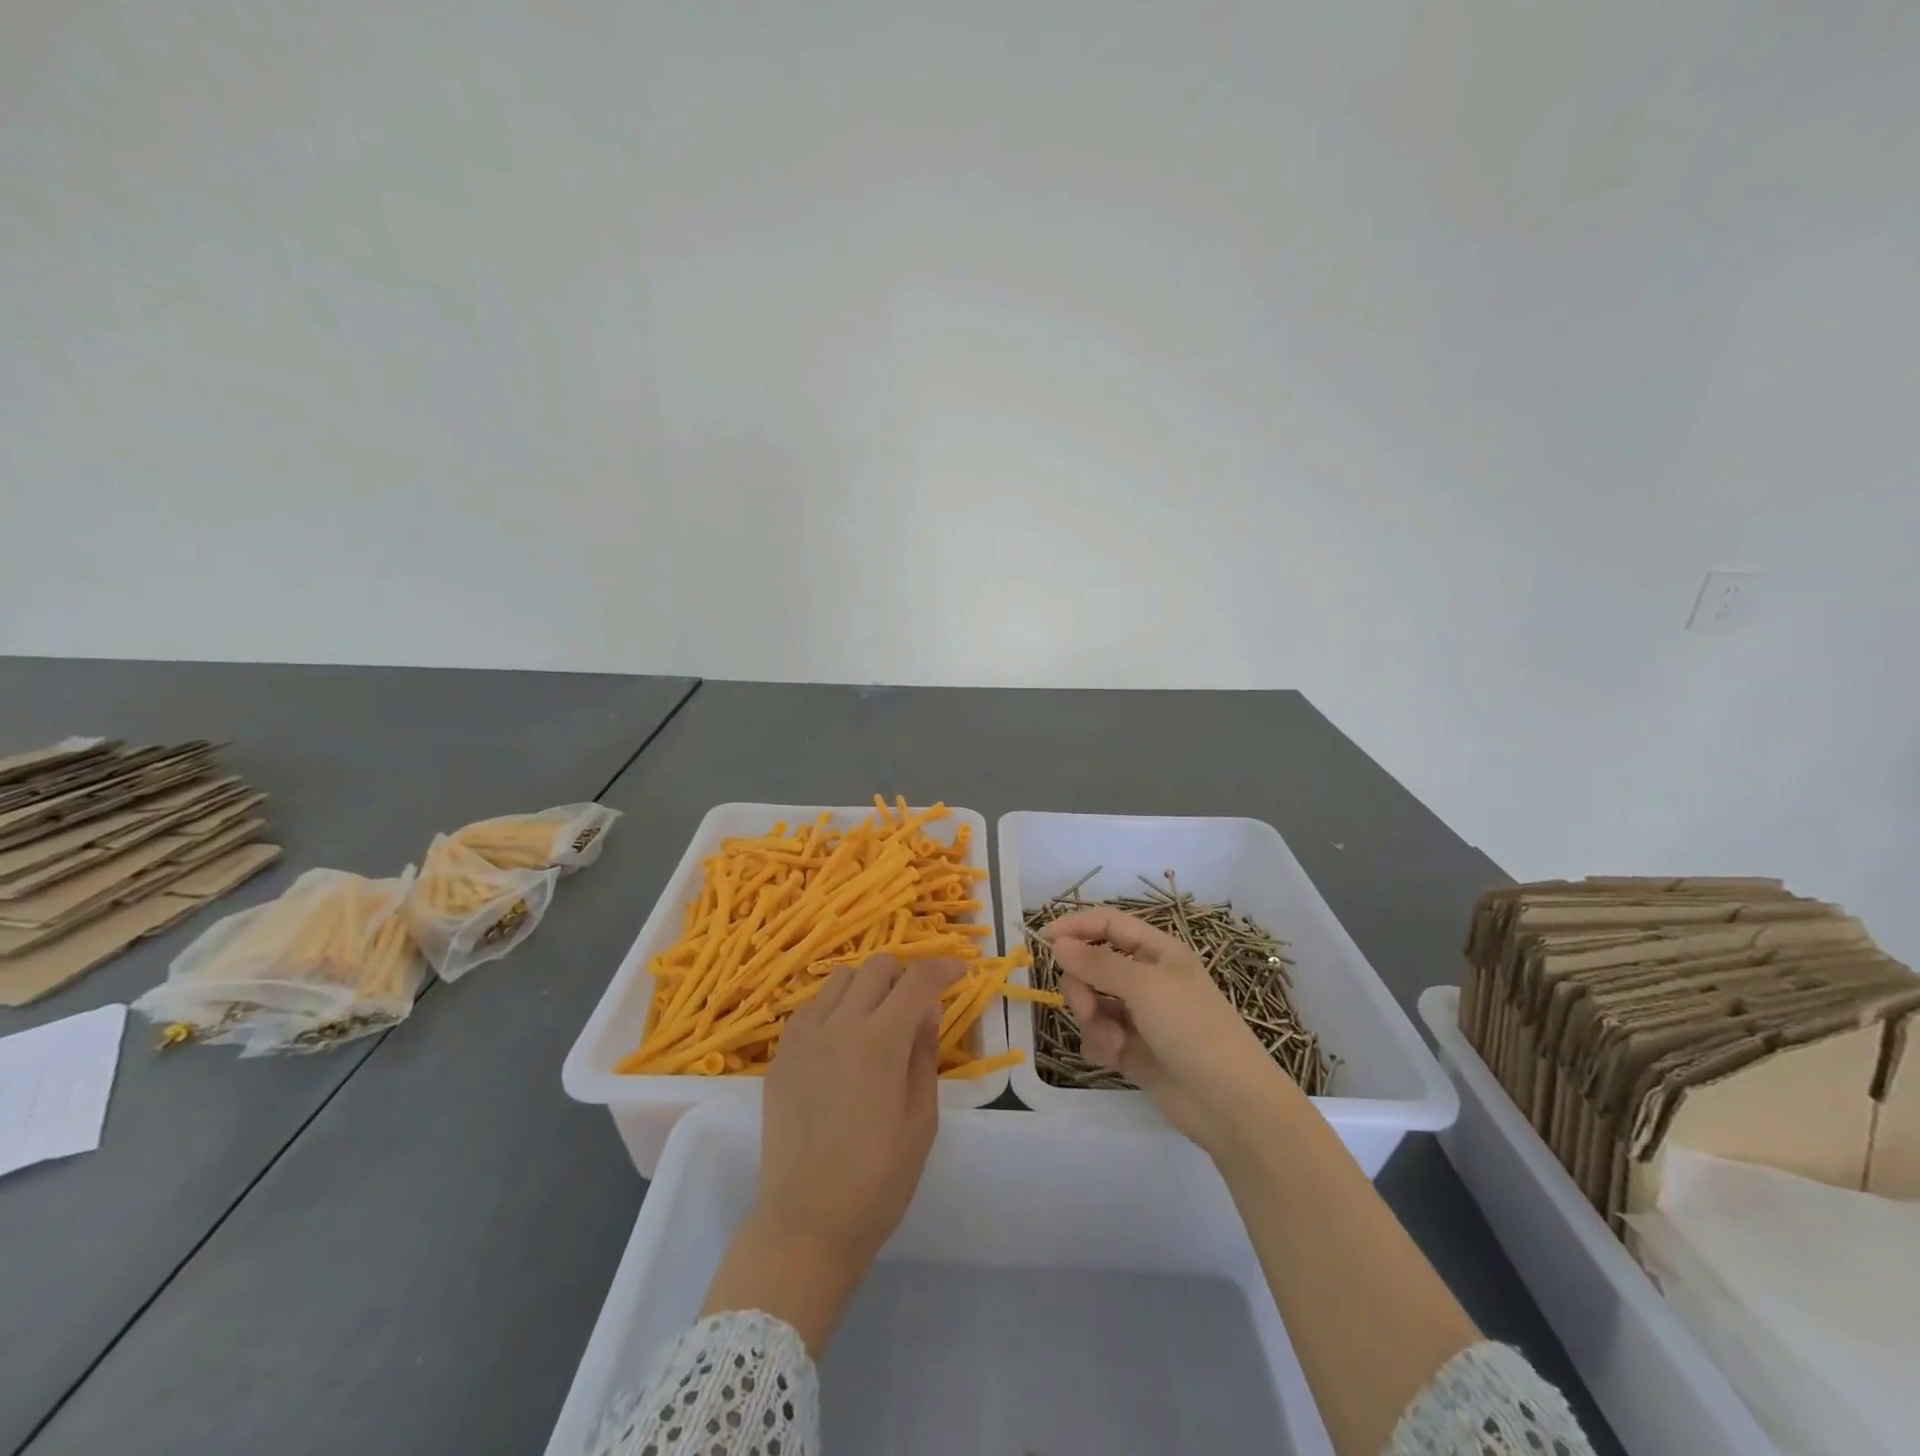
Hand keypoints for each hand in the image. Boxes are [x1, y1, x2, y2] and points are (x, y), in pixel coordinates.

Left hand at [702, 954, 959, 1350]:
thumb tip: (927, 1009)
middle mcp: (840, 1025)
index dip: (942, 967)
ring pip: (839, 978)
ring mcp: (804, 1037)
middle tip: (915, 1003)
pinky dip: (833, 1008)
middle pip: (876, 966)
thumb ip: (924, 1054)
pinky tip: (841, 1040)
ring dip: (867, 986)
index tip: (958, 971)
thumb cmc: (877, 1181)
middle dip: (904, 973)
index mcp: (881, 1041)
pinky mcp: (781, 1055)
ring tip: (877, 1018)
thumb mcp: (920, 1120)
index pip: (917, 980)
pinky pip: (810, 1008)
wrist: (805, 1223)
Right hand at [1043, 907, 1301, 1156]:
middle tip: (1085, 1007)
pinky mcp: (1132, 1049)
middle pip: (1092, 964)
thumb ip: (1097, 963)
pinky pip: (1098, 1035)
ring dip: (1092, 1019)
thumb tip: (1057, 942)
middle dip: (1081, 984)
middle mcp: (1146, 978)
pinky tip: (1114, 1058)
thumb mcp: (1145, 986)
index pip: (1107, 924)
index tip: (1044, 941)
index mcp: (1157, 951)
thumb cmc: (1193, 1028)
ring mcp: (1138, 1015)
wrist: (1231, 1104)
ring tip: (1111, 1041)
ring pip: (1092, 1001)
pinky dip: (1100, 1043)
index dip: (1076, 927)